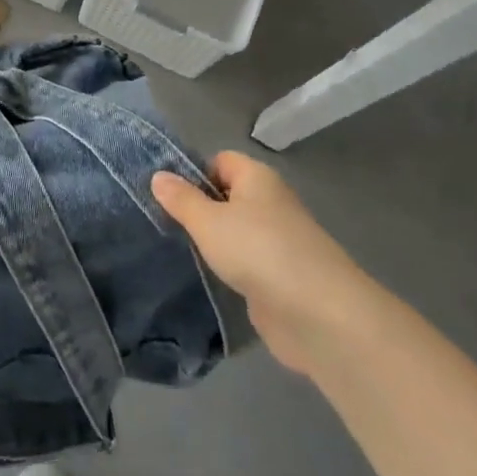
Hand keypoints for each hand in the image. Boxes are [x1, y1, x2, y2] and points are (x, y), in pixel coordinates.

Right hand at [153, 152, 369, 375]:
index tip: (166, 194)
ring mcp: (278, 242)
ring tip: (177, 249)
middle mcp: (271, 203)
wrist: (318, 314)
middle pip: (228, 195)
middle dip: (199, 208)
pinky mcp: (281, 277)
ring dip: (213, 241)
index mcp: (258, 178)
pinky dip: (229, 268)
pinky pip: (247, 262)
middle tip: (164, 222)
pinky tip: (206, 277)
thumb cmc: (258, 251)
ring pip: (236, 231)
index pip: (221, 161)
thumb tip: (158, 175)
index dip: (193, 172)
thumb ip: (181, 199)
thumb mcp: (208, 221)